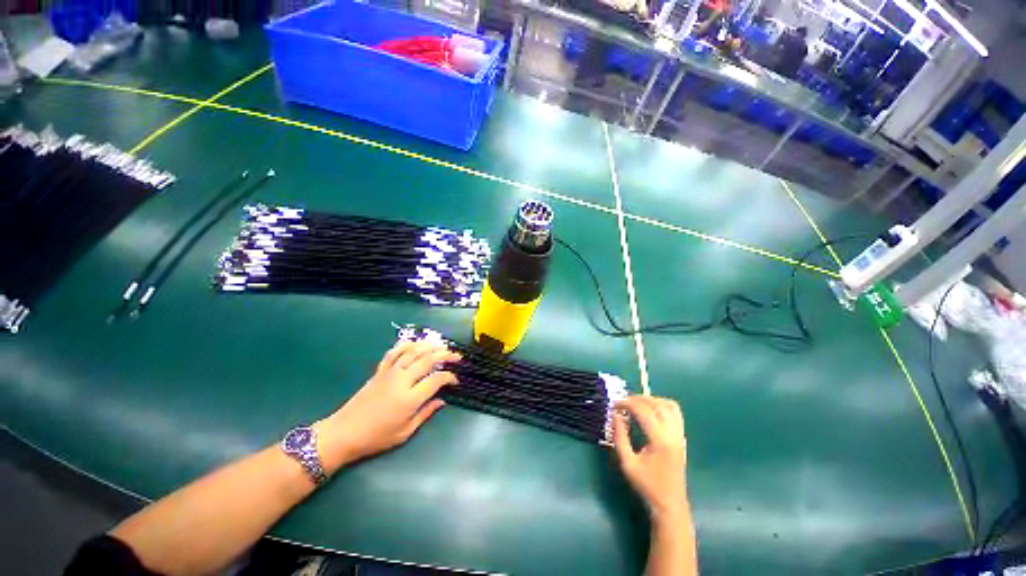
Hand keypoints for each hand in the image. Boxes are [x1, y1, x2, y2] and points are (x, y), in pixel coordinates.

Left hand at [314, 341, 459, 472]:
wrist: (344, 433)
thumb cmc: (376, 437)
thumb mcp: (405, 432)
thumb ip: (426, 413)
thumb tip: (442, 400)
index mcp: (409, 398)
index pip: (436, 380)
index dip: (449, 377)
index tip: (455, 380)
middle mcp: (401, 380)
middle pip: (428, 360)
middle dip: (445, 355)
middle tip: (457, 356)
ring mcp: (390, 373)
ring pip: (413, 352)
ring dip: (430, 346)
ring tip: (442, 346)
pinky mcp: (380, 370)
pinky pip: (395, 352)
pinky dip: (406, 345)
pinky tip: (415, 344)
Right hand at [613, 396, 687, 522]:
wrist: (670, 504)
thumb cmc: (647, 485)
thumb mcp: (627, 463)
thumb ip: (620, 436)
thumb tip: (614, 414)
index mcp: (660, 441)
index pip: (643, 411)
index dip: (627, 403)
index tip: (614, 404)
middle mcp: (673, 434)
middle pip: (656, 404)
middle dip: (637, 398)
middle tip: (622, 402)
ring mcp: (680, 435)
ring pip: (668, 405)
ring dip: (651, 399)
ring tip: (636, 403)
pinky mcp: (682, 437)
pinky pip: (675, 412)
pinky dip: (662, 405)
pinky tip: (650, 410)